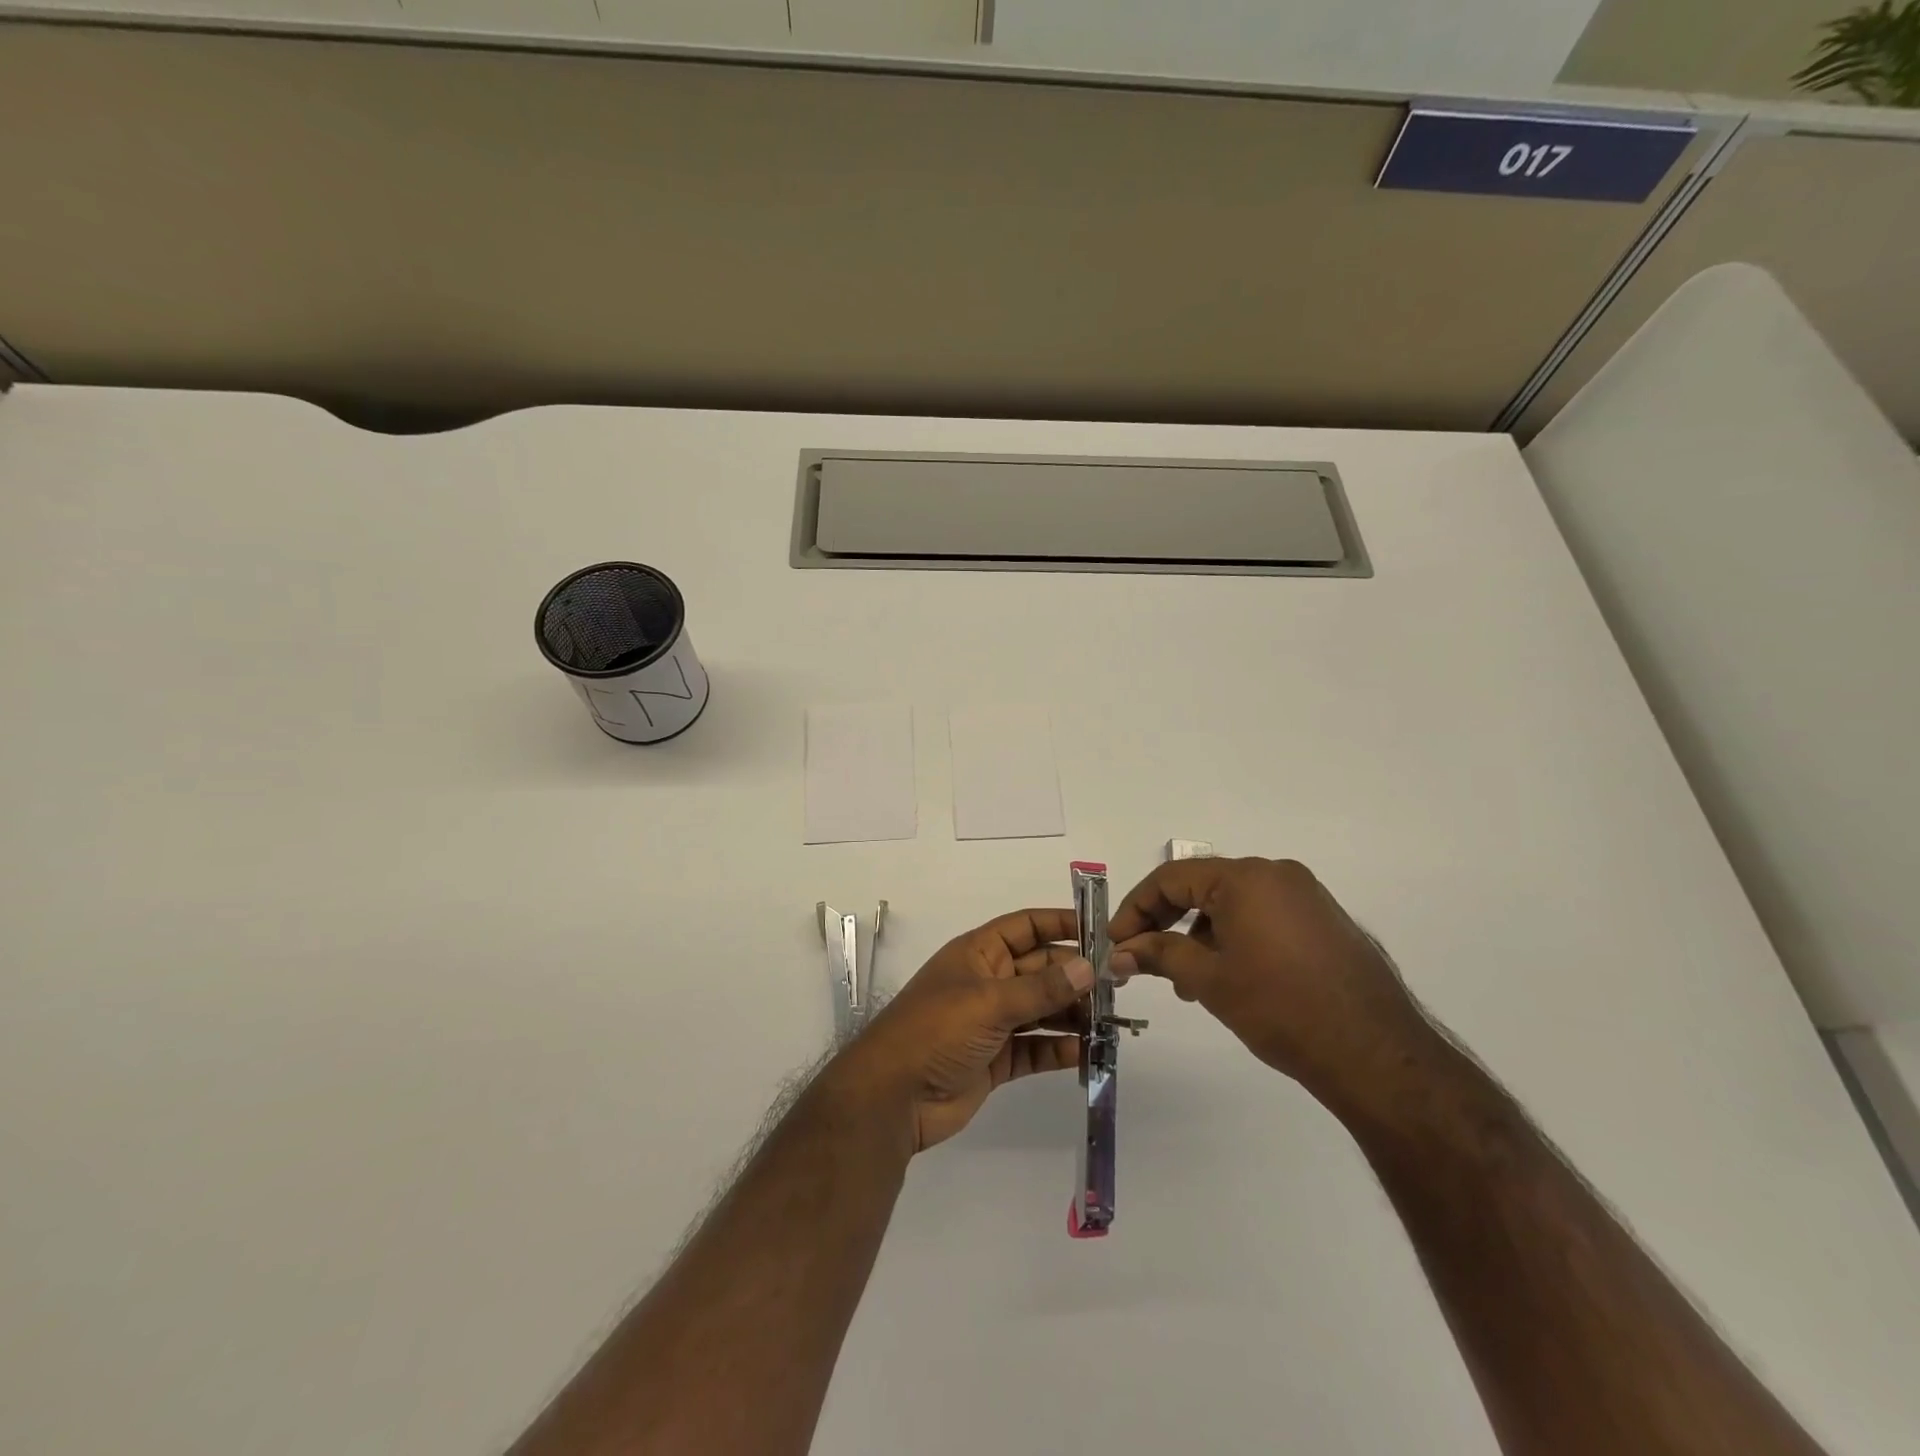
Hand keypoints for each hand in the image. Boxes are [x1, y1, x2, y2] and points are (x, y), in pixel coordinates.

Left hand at [827, 908, 1092, 1153]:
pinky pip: (1036, 1048)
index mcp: (978, 954)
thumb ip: (1041, 988)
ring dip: (1074, 1014)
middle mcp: (987, 982)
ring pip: (1042, 1010)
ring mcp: (992, 1023)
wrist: (893, 1097)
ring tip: (1113, 1020)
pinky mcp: (996, 1060)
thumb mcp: (990, 1002)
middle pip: (1040, 970)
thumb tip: (1088, 966)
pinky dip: (1060, 1049)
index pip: (1025, 927)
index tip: (1101, 931)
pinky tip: (1088, 1051)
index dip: (1060, 924)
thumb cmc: (936, 1031)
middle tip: (1119, 984)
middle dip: (1075, 975)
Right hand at [1108, 858, 1428, 1108]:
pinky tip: (1229, 979)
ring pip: (1232, 905)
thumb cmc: (1281, 1008)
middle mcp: (1277, 874)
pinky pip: (1263, 917)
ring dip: (1200, 936)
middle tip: (1144, 960)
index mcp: (1246, 877)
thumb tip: (1120, 951)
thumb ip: (1158, 955)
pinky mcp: (1324, 922)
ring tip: (1188, 983)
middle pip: (1202, 887)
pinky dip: (1235, 939)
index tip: (1117, 942)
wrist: (1376, 1055)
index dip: (1136, 908)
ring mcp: (1306, 897)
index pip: (1172, 878)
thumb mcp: (1209, 980)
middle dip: (1167, 923)